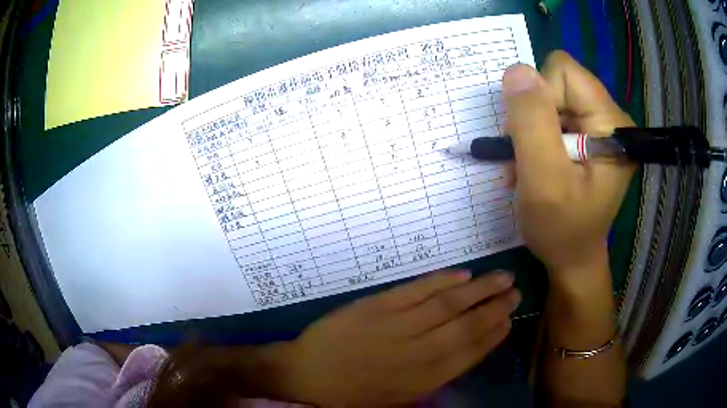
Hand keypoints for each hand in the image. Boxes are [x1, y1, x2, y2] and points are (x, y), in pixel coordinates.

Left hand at [275, 270, 519, 406]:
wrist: (310, 374)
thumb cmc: (354, 392)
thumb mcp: (399, 397)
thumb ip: (432, 378)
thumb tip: (464, 353)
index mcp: (424, 379)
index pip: (470, 353)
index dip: (494, 335)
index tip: (510, 320)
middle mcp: (419, 352)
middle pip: (467, 326)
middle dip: (496, 308)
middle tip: (515, 292)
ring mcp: (399, 326)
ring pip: (449, 304)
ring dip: (480, 289)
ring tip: (502, 278)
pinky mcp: (378, 306)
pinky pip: (418, 290)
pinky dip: (442, 280)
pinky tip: (462, 275)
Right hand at [503, 51, 634, 278]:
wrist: (572, 258)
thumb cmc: (561, 230)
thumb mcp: (544, 181)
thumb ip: (532, 123)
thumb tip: (516, 70)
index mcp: (611, 125)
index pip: (564, 72)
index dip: (540, 99)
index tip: (535, 140)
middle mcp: (609, 119)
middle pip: (556, 83)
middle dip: (532, 117)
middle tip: (528, 157)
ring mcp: (598, 128)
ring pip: (549, 100)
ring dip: (530, 131)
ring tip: (529, 167)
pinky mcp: (587, 137)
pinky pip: (551, 116)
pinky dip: (535, 139)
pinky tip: (535, 166)